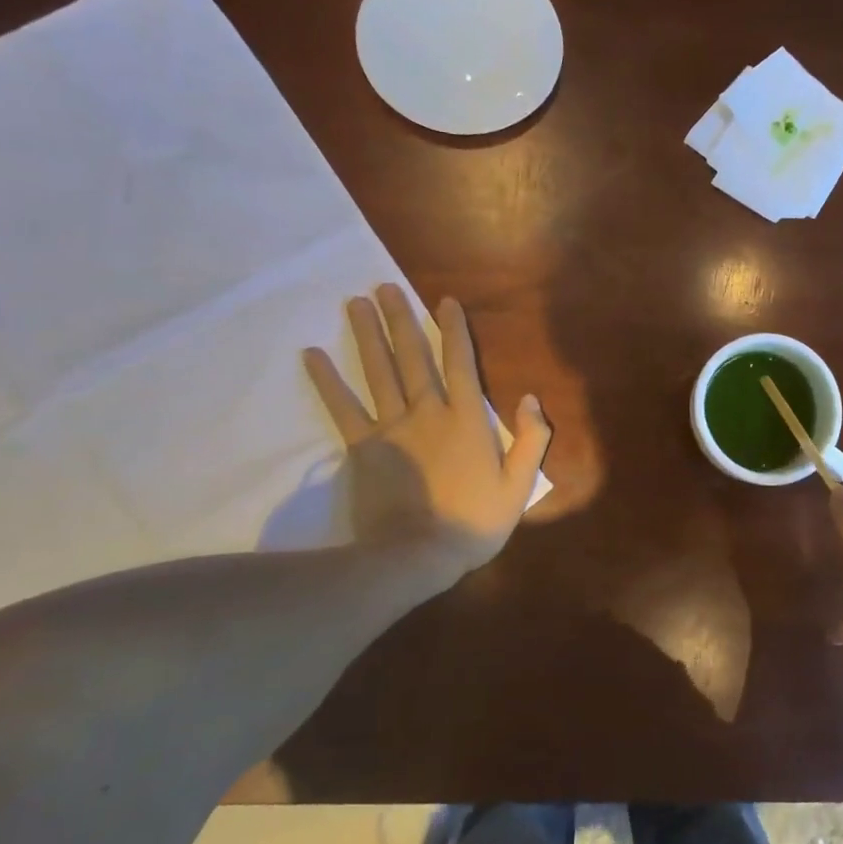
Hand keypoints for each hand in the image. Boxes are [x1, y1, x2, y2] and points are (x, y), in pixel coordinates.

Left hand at [303, 285, 549, 583]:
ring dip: (368, 335)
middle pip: (413, 358)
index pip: (460, 364)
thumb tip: (531, 398)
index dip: (454, 331)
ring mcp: (392, 428)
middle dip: (402, 320)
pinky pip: (343, 407)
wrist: (417, 555)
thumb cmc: (474, 523)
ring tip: (355, 302)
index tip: (444, 301)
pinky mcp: (363, 447)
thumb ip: (531, 440)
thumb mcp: (518, 486)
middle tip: (385, 288)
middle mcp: (429, 412)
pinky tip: (312, 354)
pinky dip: (328, 380)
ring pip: (379, 372)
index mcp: (467, 420)